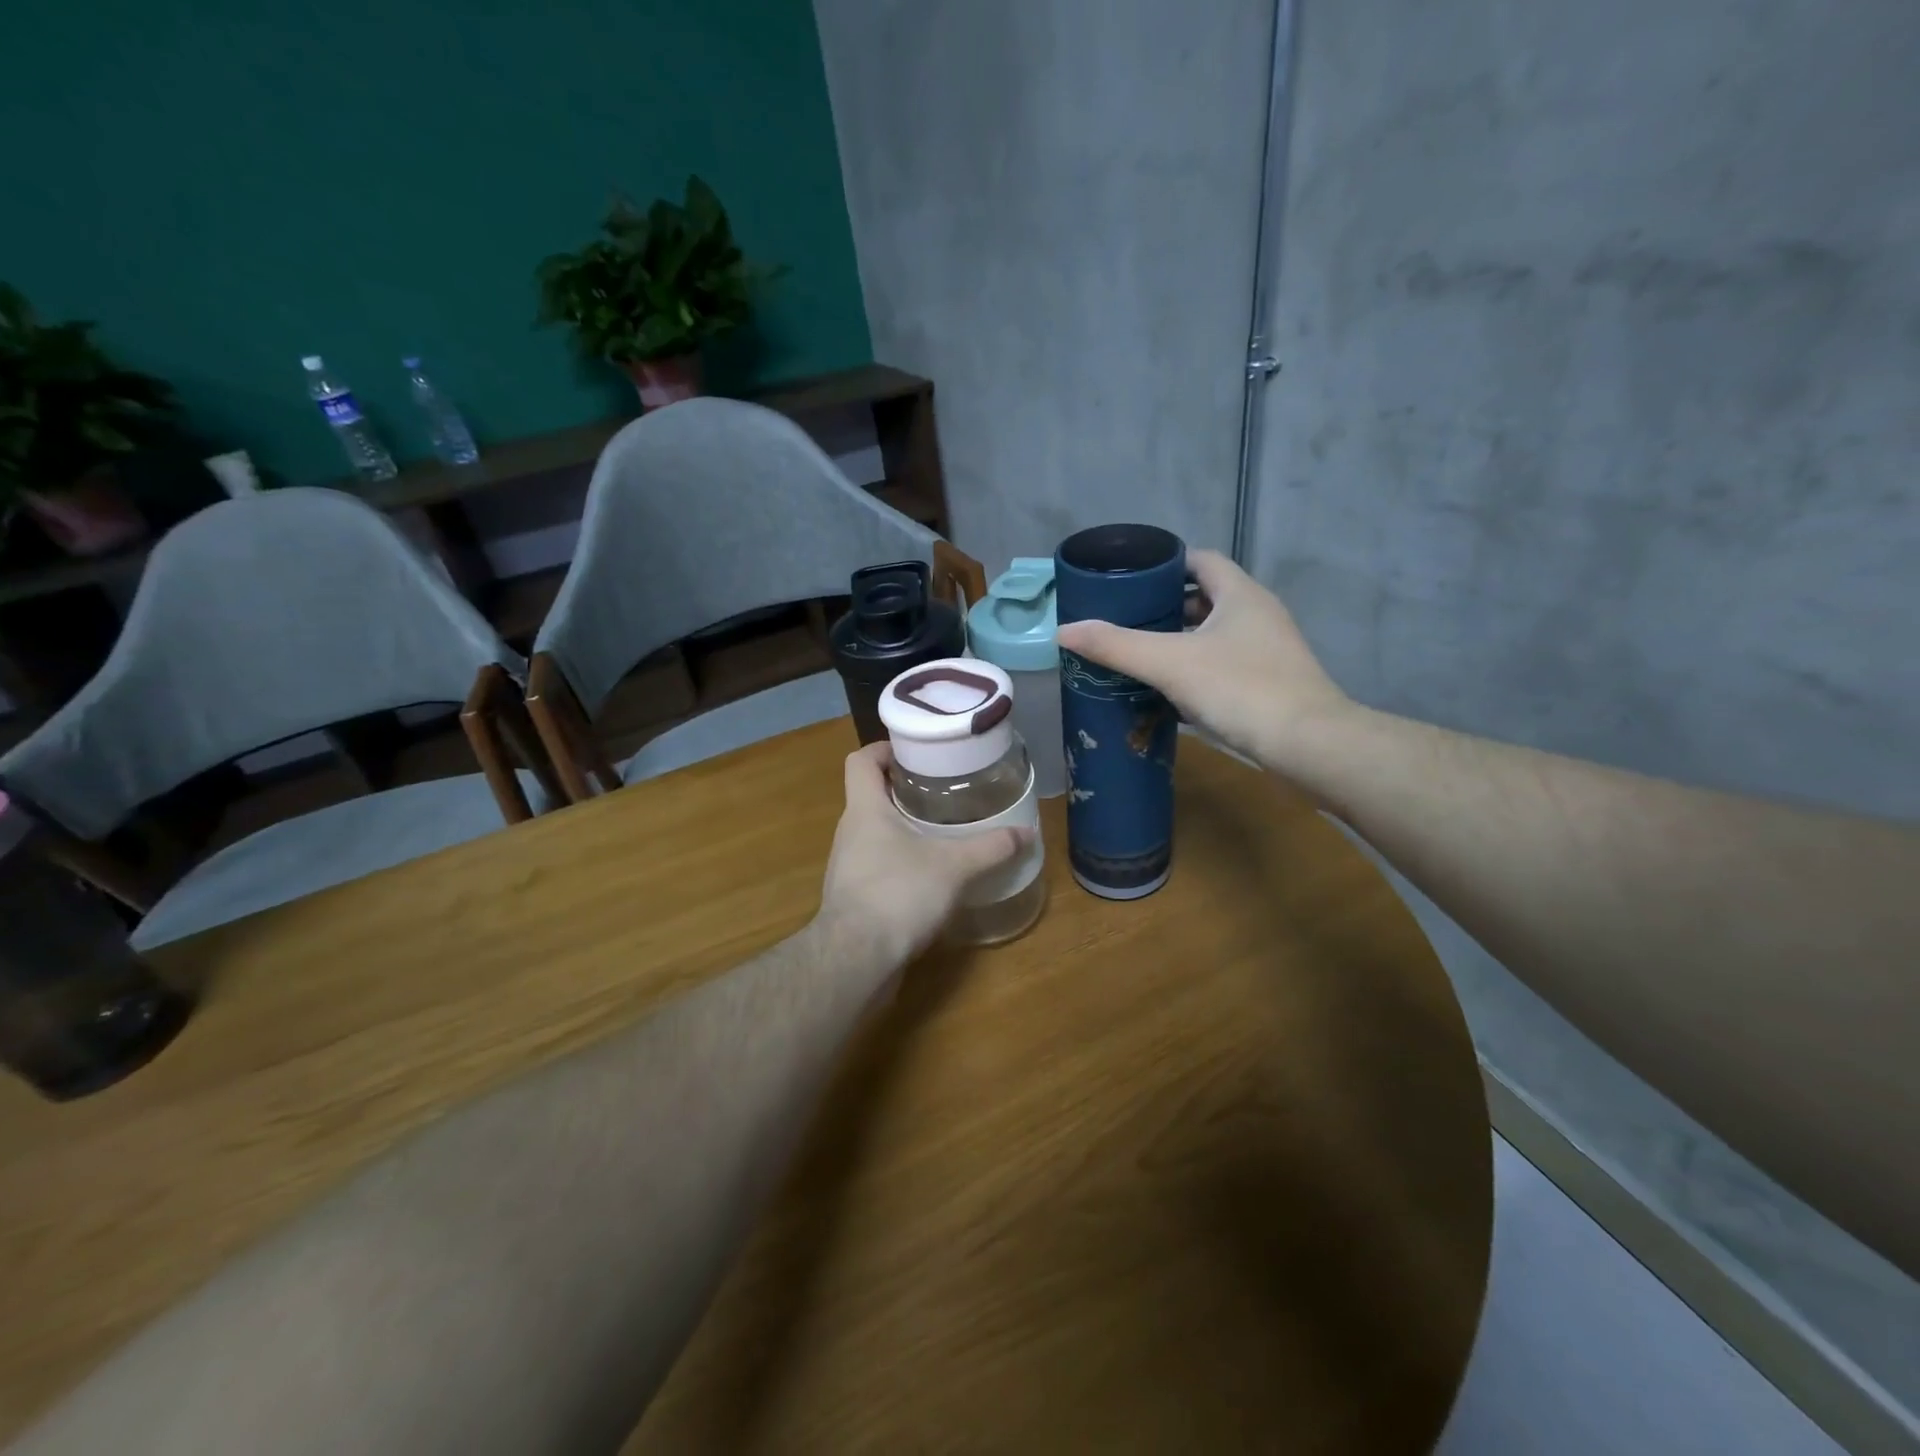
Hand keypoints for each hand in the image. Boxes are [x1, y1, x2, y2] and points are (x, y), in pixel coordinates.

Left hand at [815, 743, 1030, 971]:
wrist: (856, 959)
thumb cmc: (898, 893)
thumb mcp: (954, 866)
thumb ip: (990, 847)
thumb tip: (1027, 833)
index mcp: (865, 809)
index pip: (861, 760)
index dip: (884, 749)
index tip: (915, 753)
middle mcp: (850, 831)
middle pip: (870, 795)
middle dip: (904, 790)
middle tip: (942, 792)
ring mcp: (847, 866)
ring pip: (874, 833)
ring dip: (903, 829)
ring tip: (941, 832)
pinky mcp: (853, 897)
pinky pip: (877, 866)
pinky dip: (900, 863)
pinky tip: (929, 877)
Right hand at [1054, 549, 1349, 775]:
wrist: (1307, 744)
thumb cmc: (1240, 689)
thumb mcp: (1169, 663)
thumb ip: (1115, 645)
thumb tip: (1063, 630)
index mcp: (1240, 594)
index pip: (1200, 560)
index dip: (1164, 564)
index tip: (1128, 579)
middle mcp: (1257, 614)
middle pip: (1204, 597)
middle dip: (1163, 606)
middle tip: (1123, 619)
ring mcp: (1266, 650)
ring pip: (1213, 634)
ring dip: (1178, 640)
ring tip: (1137, 653)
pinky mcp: (1268, 683)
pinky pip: (1221, 664)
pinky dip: (1194, 669)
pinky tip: (1166, 690)